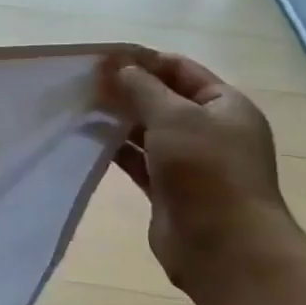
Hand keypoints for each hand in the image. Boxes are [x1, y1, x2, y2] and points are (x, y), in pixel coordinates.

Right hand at [105, 50, 294, 290]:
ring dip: (118, 118)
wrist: (224, 245)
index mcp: (225, 106)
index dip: (143, 61)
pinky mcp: (168, 188)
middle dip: (126, 89)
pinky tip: (88, 138)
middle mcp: (210, 130)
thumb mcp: (175, 117)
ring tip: (80, 107)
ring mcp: (189, 161)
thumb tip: (119, 67)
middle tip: (84, 83)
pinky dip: (116, 147)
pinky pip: (138, 159)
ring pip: (148, 130)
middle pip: (163, 99)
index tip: (102, 59)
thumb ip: (143, 88)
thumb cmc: (206, 170)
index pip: (181, 69)